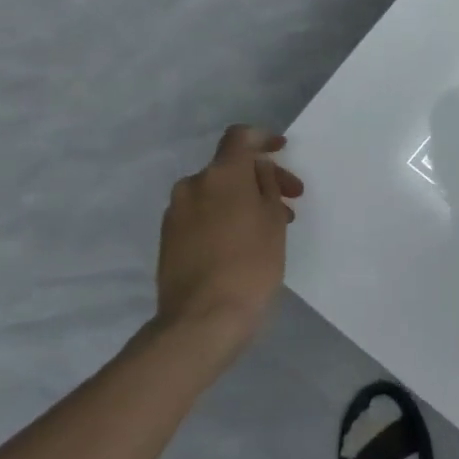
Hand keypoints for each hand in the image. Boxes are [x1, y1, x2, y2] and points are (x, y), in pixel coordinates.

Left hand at [149, 126, 303, 369]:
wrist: (201, 320)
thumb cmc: (250, 265)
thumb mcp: (273, 221)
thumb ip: (267, 185)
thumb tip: (257, 169)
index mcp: (220, 175)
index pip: (239, 137)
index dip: (262, 138)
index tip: (281, 149)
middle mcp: (192, 185)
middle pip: (229, 168)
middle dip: (260, 178)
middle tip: (290, 200)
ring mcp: (175, 213)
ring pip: (215, 193)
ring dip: (242, 200)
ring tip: (269, 227)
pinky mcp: (168, 239)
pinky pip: (201, 214)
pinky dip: (223, 217)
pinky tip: (242, 242)